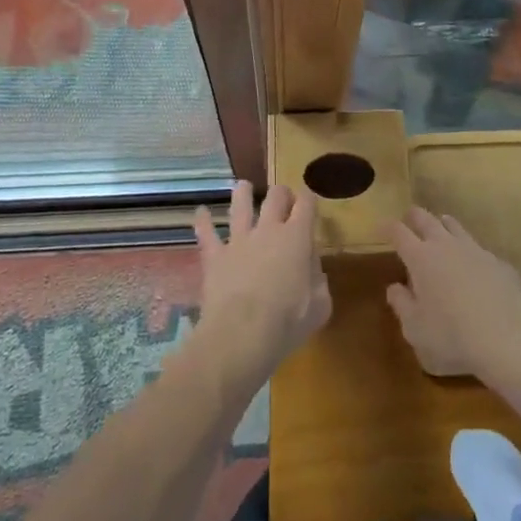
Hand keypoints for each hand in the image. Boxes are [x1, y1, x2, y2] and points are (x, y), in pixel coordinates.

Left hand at [193, 181, 330, 387]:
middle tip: (283, 199)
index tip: (310, 202)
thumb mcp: (320, 306)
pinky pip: (206, 233)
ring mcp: (239, 240)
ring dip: (243, 193)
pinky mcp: (215, 256)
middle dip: (281, 193)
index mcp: (297, 237)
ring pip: (240, 204)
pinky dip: (203, 221)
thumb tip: (312, 269)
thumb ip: (319, 282)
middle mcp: (268, 229)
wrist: (242, 334)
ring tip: (243, 186)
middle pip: (275, 196)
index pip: (306, 203)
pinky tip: (201, 212)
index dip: (309, 198)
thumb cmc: (287, 322)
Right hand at [387, 207, 520, 379]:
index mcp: (420, 258)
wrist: (505, 338)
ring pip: (453, 225)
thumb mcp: (415, 329)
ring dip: (442, 225)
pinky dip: (470, 253)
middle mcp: (445, 244)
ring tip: (439, 230)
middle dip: (413, 217)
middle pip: (425, 218)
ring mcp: (474, 249)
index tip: (380, 227)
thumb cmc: (451, 336)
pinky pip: (479, 249)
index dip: (387, 227)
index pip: (398, 232)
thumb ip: (401, 304)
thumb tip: (394, 287)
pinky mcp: (497, 261)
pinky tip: (474, 266)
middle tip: (408, 222)